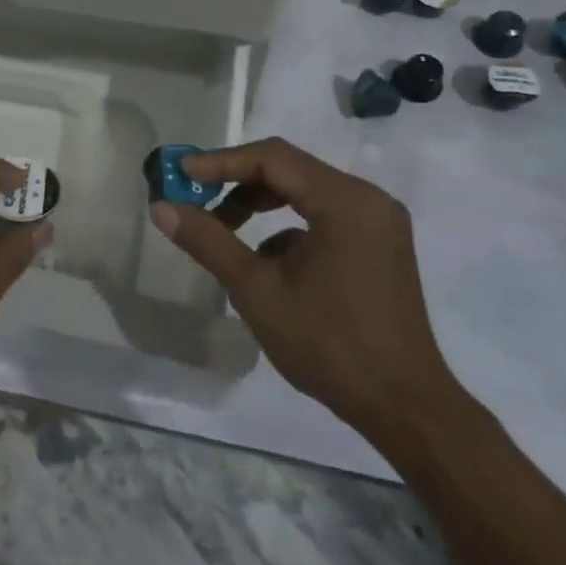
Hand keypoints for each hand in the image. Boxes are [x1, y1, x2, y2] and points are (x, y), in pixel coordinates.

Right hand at [150, 137, 460, 447]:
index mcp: (345, 201)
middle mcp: (368, 199)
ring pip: (305, 193)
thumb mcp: (257, 291)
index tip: (180, 174)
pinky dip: (287, 229)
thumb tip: (161, 208)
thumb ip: (208, 241)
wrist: (403, 406)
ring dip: (260, 206)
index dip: (221, 162)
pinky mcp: (378, 245)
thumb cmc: (329, 345)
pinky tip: (266, 266)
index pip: (273, 158)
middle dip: (238, 184)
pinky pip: (323, 218)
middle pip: (290, 170)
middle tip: (196, 201)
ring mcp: (378, 222)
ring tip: (222, 232)